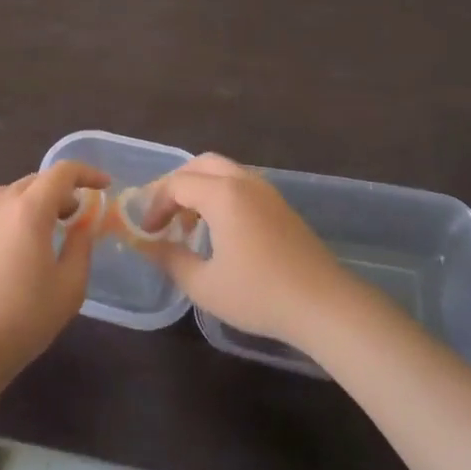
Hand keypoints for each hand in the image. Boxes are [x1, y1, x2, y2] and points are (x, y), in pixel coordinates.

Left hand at [0, 161, 108, 385]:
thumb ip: (81, 244)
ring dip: (31, 201)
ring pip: (10, 192)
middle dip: (60, 192)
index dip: (87, 173)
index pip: (63, 172)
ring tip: (40, 227)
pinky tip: (6, 234)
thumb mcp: (70, 285)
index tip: (103, 186)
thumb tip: (83, 222)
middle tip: (74, 216)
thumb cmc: (26, 318)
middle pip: (36, 181)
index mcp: (30, 209)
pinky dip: (3, 211)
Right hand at [142, 154, 351, 347]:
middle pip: (201, 165)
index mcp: (222, 194)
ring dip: (200, 189)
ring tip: (189, 224)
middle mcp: (244, 181)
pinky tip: (220, 230)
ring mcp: (266, 191)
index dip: (155, 204)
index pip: (177, 184)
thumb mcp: (205, 285)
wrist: (324, 304)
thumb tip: (146, 245)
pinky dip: (221, 195)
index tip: (146, 231)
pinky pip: (241, 185)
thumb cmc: (259, 294)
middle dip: (177, 185)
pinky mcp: (281, 205)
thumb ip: (171, 260)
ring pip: (224, 172)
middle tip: (164, 215)